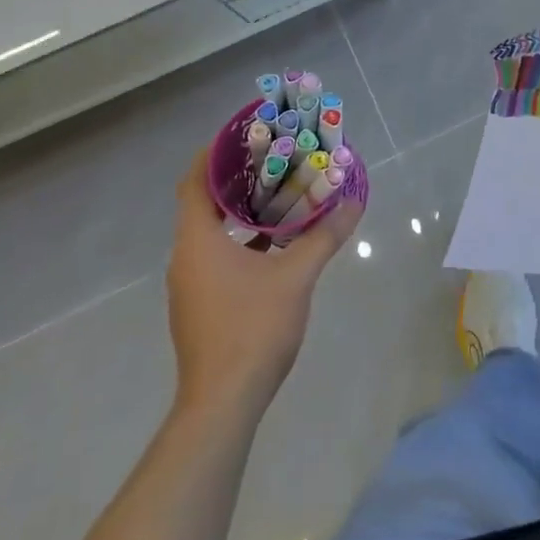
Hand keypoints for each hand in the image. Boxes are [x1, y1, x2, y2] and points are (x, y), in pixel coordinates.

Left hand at [165, 149, 361, 416]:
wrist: (223, 403)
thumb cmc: (252, 328)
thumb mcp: (296, 277)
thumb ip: (324, 236)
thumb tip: (353, 203)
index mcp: (197, 241)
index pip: (194, 181)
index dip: (213, 154)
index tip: (242, 135)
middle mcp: (185, 257)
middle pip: (203, 204)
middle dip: (235, 179)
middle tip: (272, 159)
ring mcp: (190, 285)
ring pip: (211, 233)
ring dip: (239, 212)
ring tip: (278, 195)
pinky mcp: (200, 306)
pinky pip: (216, 257)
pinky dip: (240, 241)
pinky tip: (274, 245)